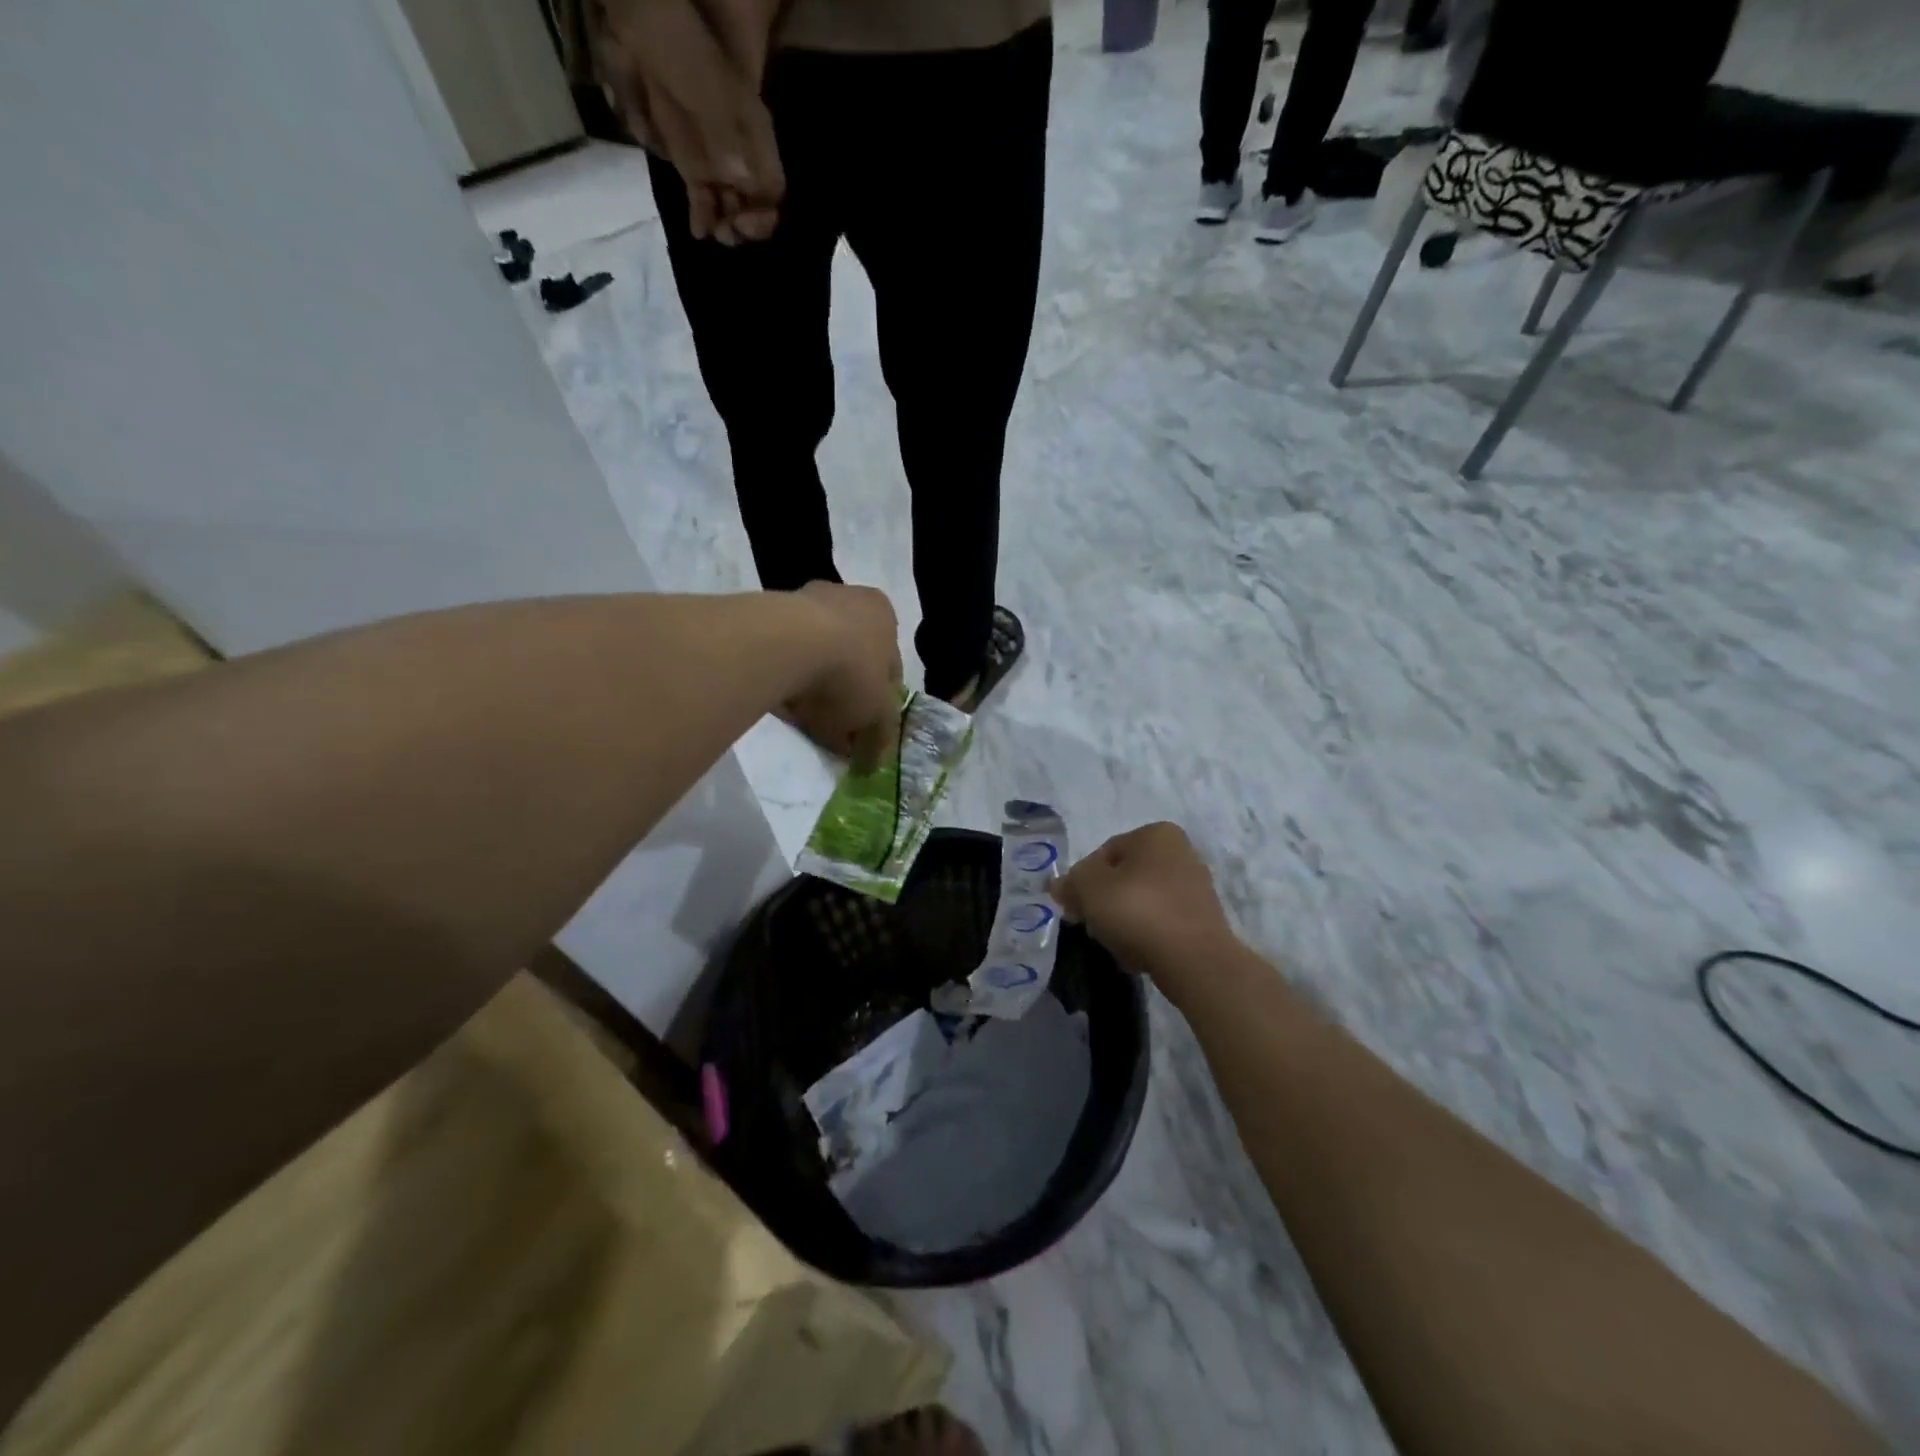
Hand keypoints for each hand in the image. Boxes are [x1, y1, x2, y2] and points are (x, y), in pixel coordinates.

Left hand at [597, 0, 782, 243]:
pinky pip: (702, 199)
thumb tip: (742, 184)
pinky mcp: (690, 163)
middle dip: (745, 225)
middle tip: (728, 232)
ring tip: (714, 233)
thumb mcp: (710, 94)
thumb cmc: (685, 53)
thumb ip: (727, 139)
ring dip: (724, 225)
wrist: (644, 25)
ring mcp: (716, 160)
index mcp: (755, 137)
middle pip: (755, 204)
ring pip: (730, 206)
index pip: (773, 188)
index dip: (765, 211)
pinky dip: (702, 217)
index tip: (745, 222)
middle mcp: (741, 154)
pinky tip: (699, 231)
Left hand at [782, 583, 903, 769]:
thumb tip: (875, 759)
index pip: (891, 666)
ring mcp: (803, 602)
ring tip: (806, 720)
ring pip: (816, 656)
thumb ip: (881, 736)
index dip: (881, 703)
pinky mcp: (766, 615)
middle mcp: (848, 598)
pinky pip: (784, 657)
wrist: (786, 646)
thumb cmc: (850, 673)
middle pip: (852, 657)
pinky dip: (786, 679)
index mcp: (884, 615)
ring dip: (814, 686)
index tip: (867, 730)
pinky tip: (783, 705)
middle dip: (846, 693)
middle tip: (837, 728)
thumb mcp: (878, 715)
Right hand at [1054, 823, 1238, 997]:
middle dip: (1104, 902)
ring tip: (1115, 945)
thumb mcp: (1089, 889)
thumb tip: (1058, 885)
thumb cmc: (1138, 910)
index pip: (1104, 853)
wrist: (1194, 960)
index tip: (1074, 908)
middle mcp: (1181, 852)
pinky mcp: (1202, 920)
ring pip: (1141, 902)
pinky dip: (1146, 936)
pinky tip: (1137, 955)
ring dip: (1123, 921)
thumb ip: (1070, 882)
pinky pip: (1162, 923)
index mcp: (1156, 834)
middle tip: (1091, 927)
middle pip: (1124, 878)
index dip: (1082, 881)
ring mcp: (1195, 887)